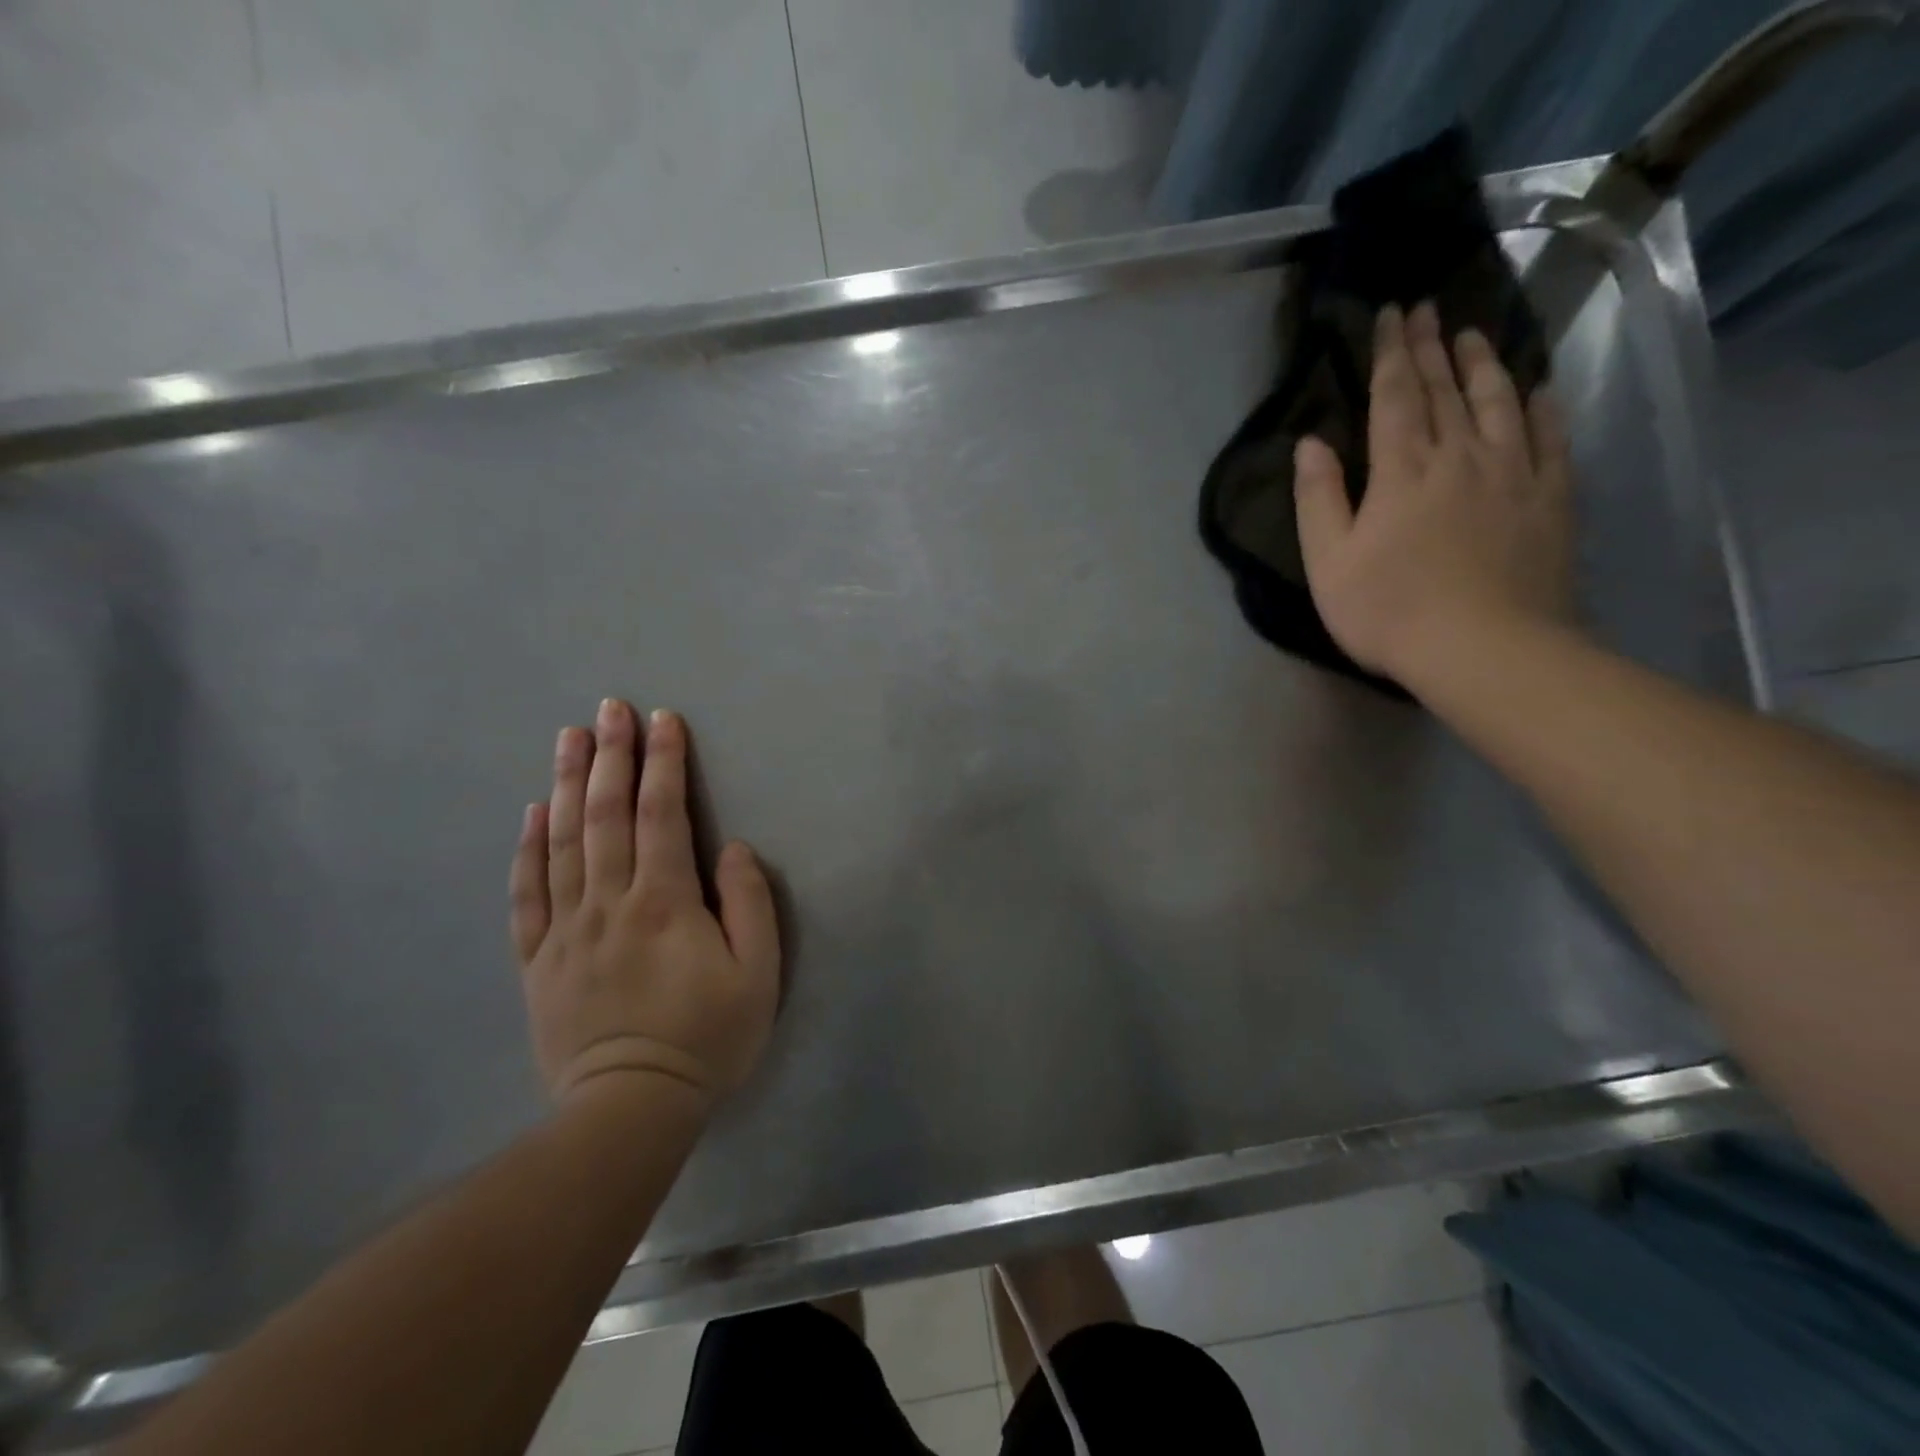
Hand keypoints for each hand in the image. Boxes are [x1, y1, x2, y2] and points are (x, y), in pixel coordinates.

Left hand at [509, 701, 780, 1108]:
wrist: (629, 1109)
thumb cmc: (706, 1037)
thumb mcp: (757, 975)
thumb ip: (749, 904)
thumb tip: (730, 849)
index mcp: (664, 901)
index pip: (662, 815)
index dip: (663, 762)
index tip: (662, 719)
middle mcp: (609, 902)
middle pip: (607, 815)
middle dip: (611, 756)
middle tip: (608, 708)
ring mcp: (566, 929)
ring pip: (563, 842)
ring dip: (568, 784)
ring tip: (568, 738)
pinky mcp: (538, 960)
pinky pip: (527, 894)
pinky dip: (528, 849)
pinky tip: (532, 813)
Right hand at [1293, 301, 1576, 690]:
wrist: (1483, 648)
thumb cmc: (1388, 610)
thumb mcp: (1328, 562)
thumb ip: (1318, 499)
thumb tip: (1310, 443)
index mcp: (1401, 471)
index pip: (1395, 395)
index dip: (1391, 353)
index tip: (1392, 314)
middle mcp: (1460, 456)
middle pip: (1446, 390)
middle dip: (1433, 346)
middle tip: (1428, 309)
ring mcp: (1512, 474)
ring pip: (1499, 403)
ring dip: (1484, 365)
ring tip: (1475, 334)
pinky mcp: (1550, 499)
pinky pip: (1550, 439)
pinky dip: (1544, 408)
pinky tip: (1540, 389)